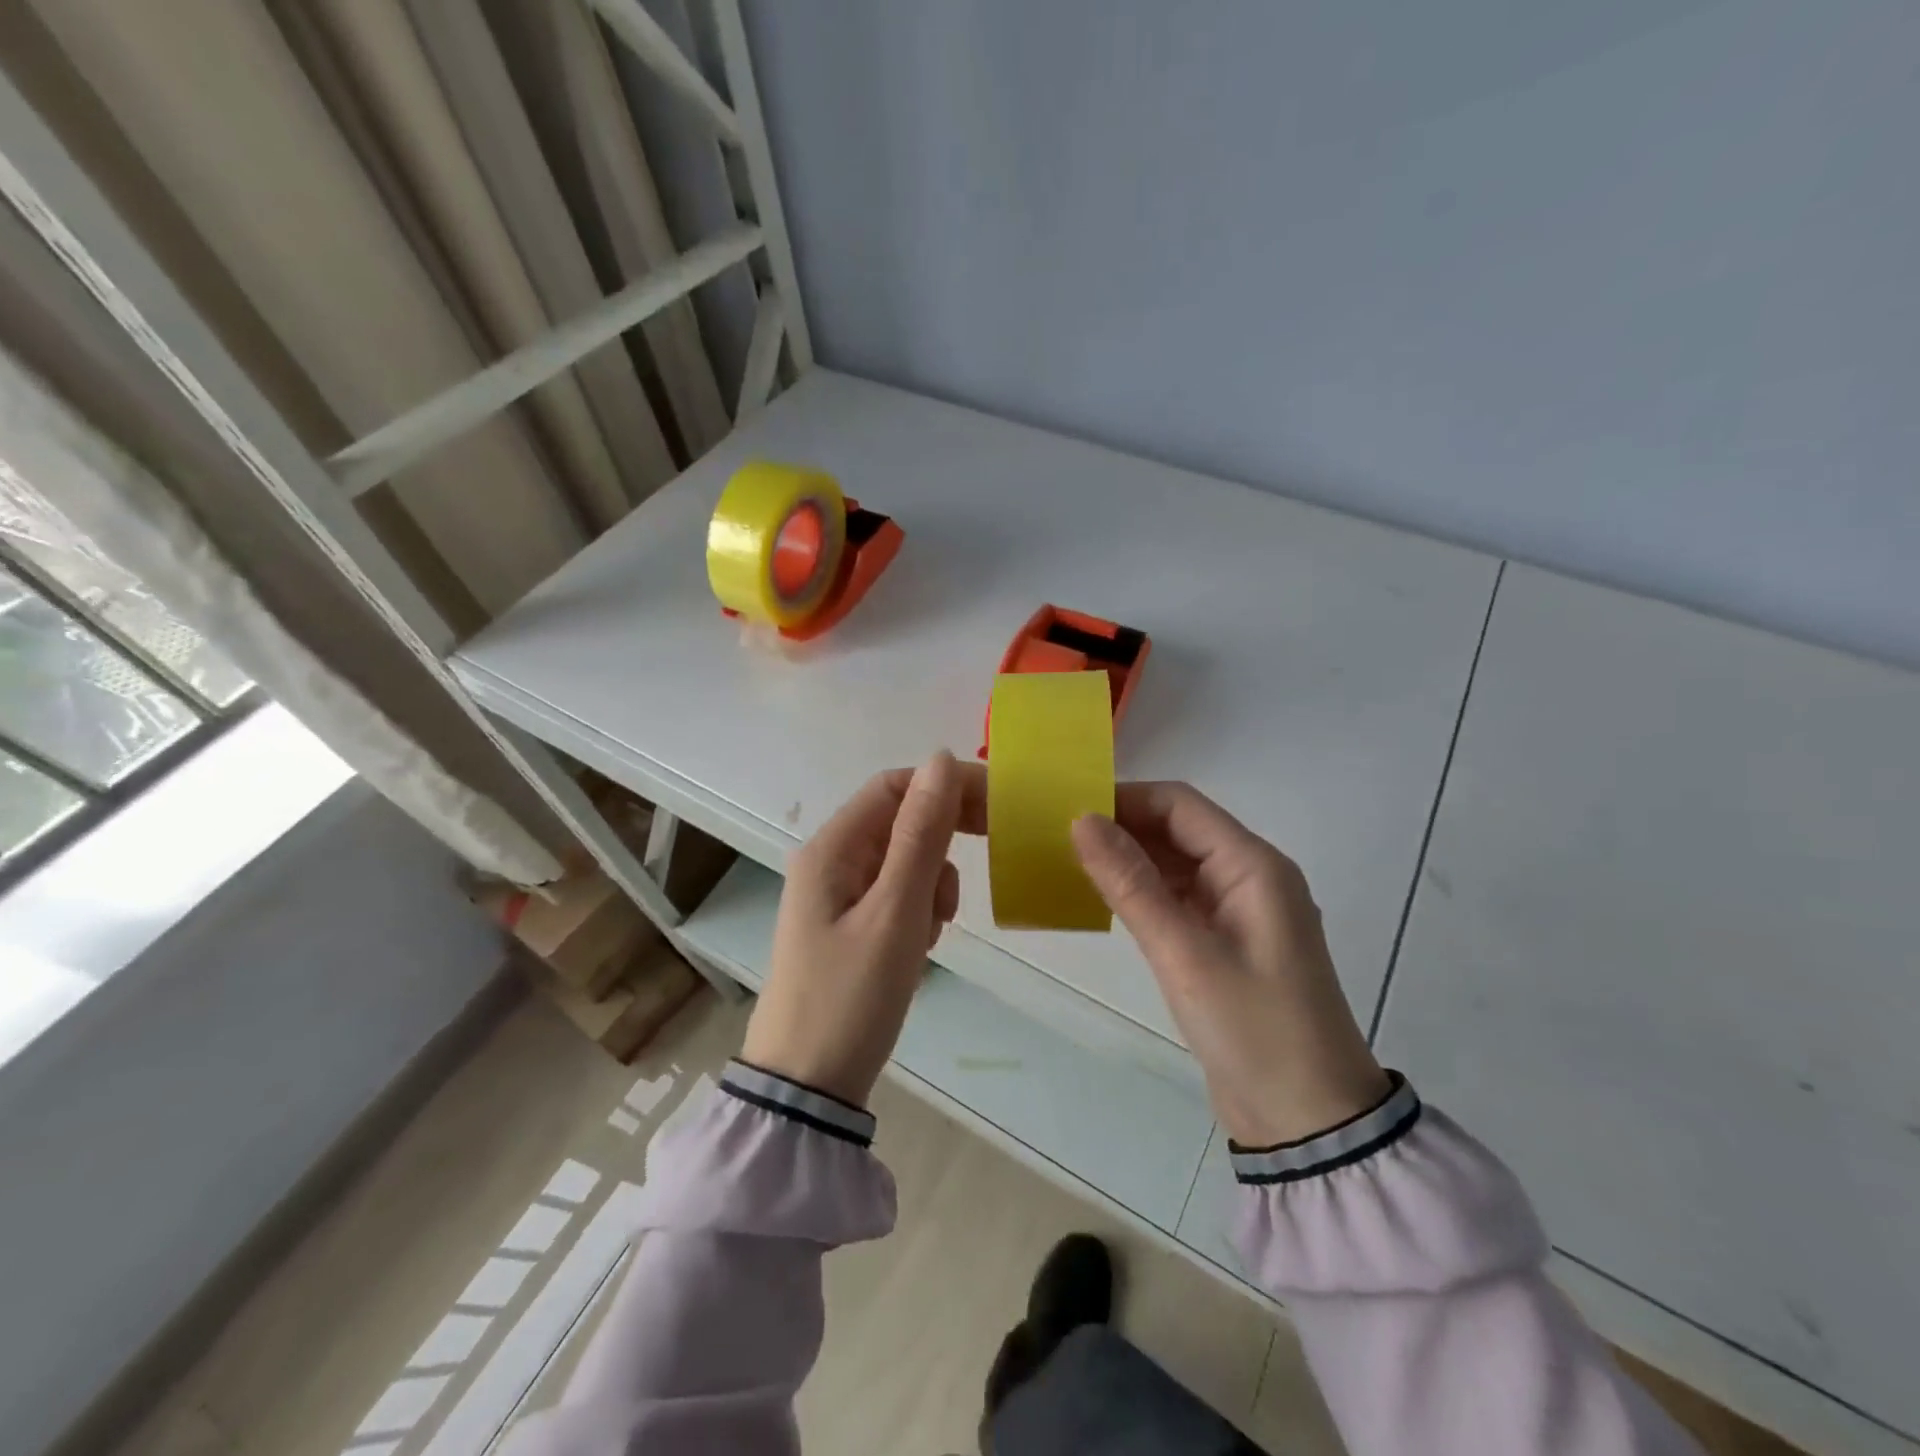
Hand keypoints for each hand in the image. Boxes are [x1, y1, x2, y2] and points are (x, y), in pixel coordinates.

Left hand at [742, 751, 984, 1105]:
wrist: (808, 1088)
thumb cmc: (852, 997)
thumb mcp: (896, 911)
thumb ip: (921, 834)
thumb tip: (941, 758)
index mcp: (831, 848)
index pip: (895, 786)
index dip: (946, 786)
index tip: (997, 809)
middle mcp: (830, 861)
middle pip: (899, 821)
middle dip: (943, 837)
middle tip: (984, 861)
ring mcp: (838, 895)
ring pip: (904, 859)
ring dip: (932, 880)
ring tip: (934, 927)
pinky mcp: (850, 926)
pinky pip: (896, 894)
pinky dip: (919, 908)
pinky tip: (921, 944)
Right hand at [1072, 784, 1389, 1146]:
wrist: (1308, 1122)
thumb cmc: (1253, 1030)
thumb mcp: (1184, 954)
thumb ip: (1131, 883)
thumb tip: (1081, 820)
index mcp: (1253, 866)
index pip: (1180, 805)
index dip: (1124, 799)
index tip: (1068, 809)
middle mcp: (1249, 876)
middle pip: (1178, 829)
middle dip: (1122, 827)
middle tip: (1057, 836)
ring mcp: (1238, 910)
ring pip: (1176, 862)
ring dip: (1129, 858)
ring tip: (1069, 861)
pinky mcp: (1225, 941)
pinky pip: (1178, 897)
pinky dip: (1143, 892)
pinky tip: (1104, 898)